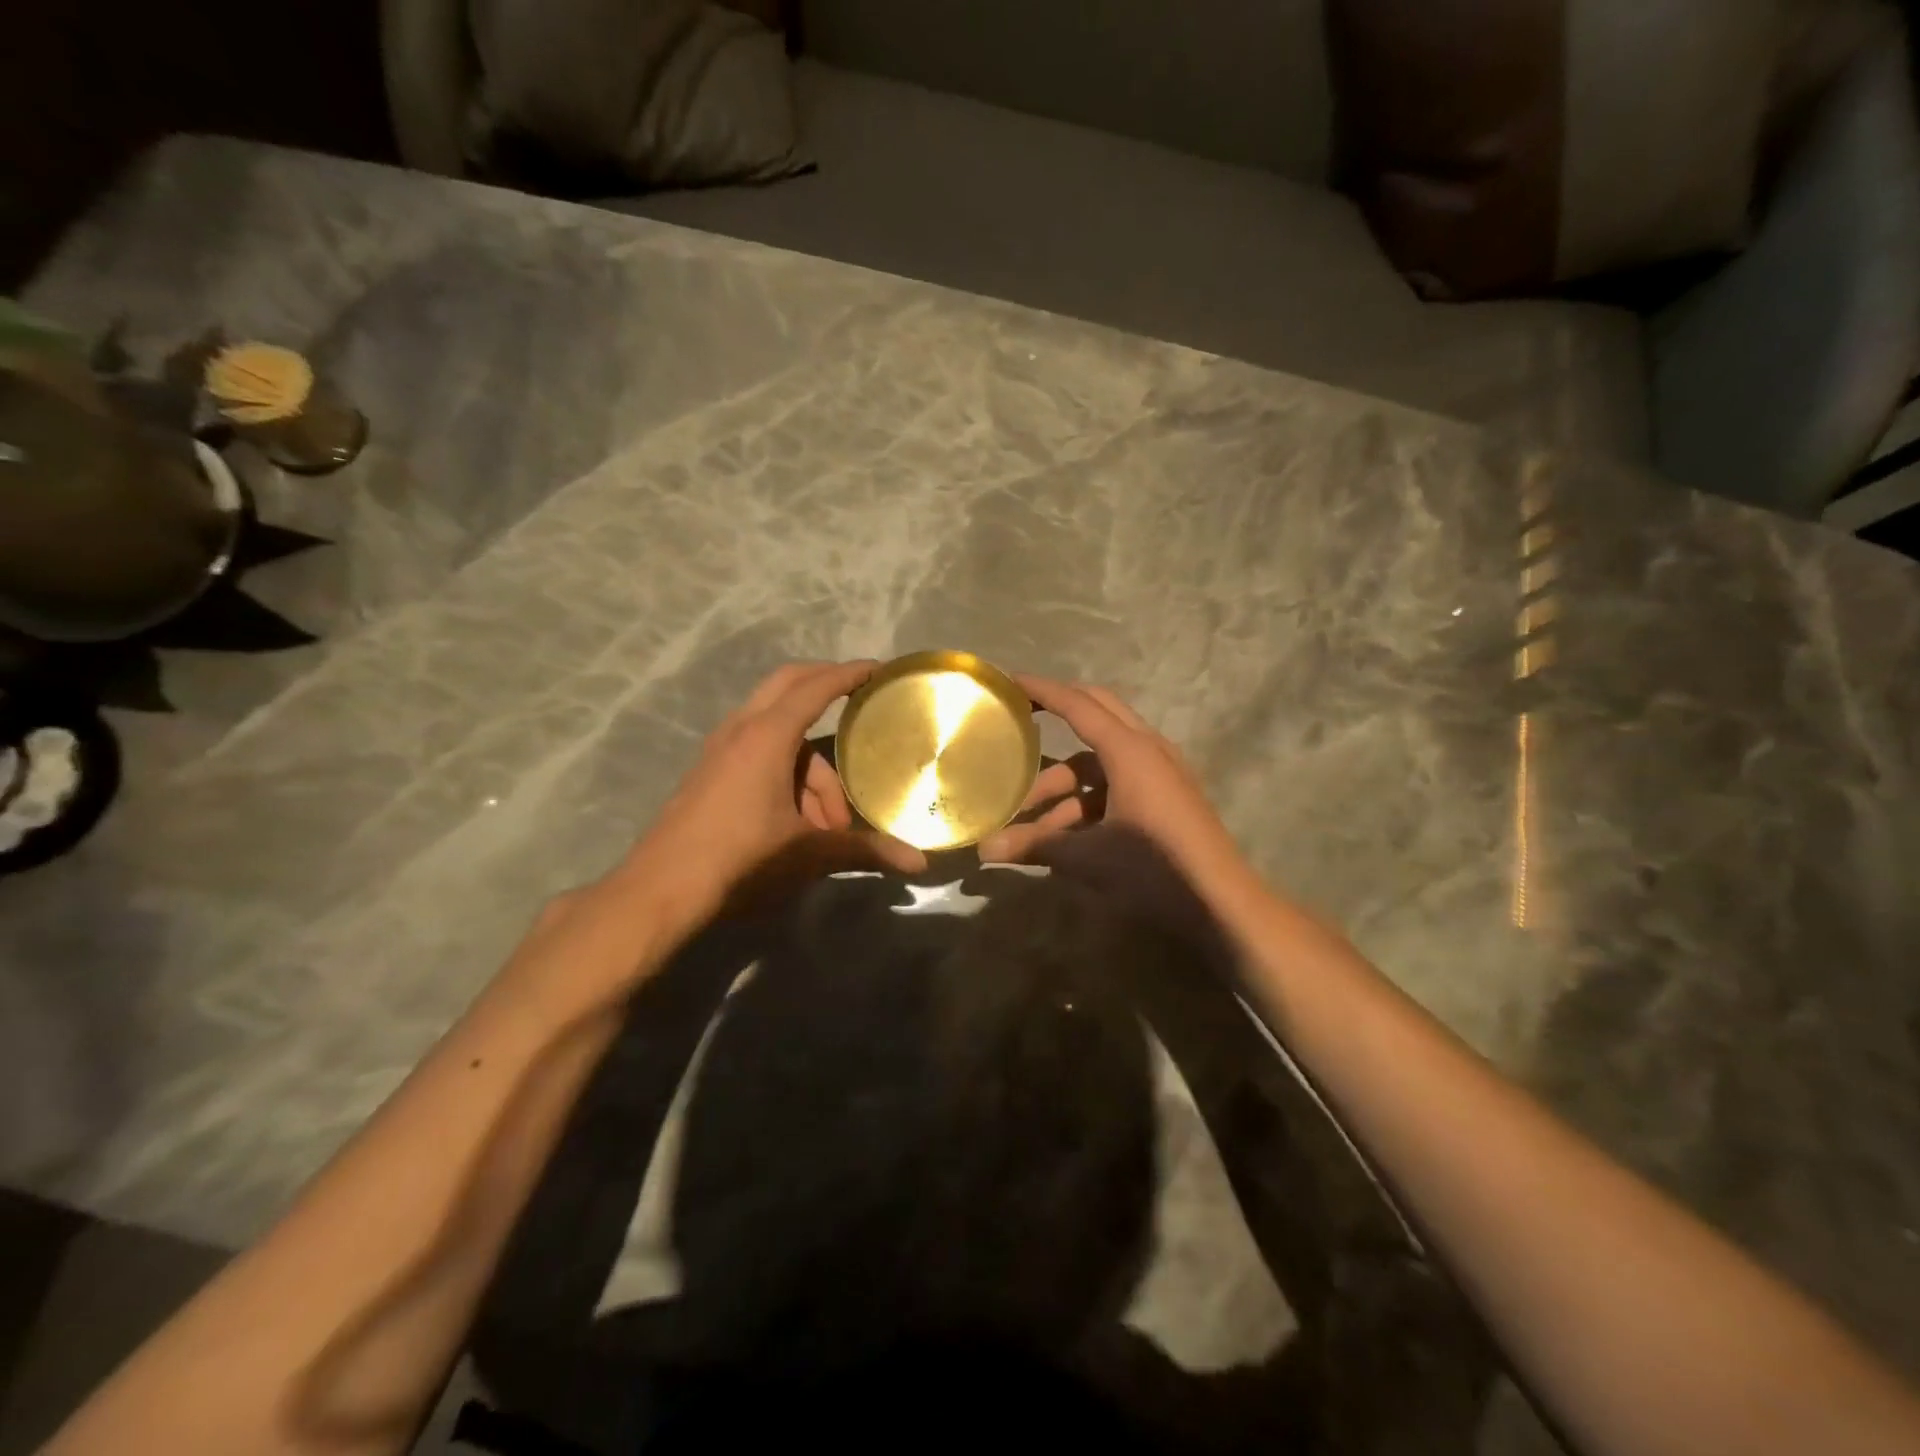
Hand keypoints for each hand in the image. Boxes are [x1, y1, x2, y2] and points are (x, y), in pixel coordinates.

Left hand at [627, 661, 926, 910]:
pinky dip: (786, 775)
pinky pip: (757, 754)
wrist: (660, 892)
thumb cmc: (741, 860)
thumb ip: (865, 851)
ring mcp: (719, 751)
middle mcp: (741, 731)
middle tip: (858, 702)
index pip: (815, 687)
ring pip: (777, 735)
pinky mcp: (709, 774)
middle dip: (825, 689)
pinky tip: (797, 824)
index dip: (849, 674)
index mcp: (767, 736)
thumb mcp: (808, 854)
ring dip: (810, 769)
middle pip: (788, 688)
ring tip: (829, 827)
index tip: (877, 668)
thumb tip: (919, 863)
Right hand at [978, 675, 1253, 902]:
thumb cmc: (1153, 869)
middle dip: (1057, 714)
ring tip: (1030, 826)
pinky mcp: (1167, 797)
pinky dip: (1088, 800)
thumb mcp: (1088, 857)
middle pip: (1096, 714)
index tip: (1010, 681)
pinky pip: (1119, 782)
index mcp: (1129, 750)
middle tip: (1020, 719)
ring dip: (1065, 786)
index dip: (1042, 690)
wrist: (1221, 904)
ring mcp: (1161, 773)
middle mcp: (1148, 750)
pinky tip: (1064, 838)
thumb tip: (983, 850)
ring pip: (1102, 762)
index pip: (1077, 705)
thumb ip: (1034, 846)